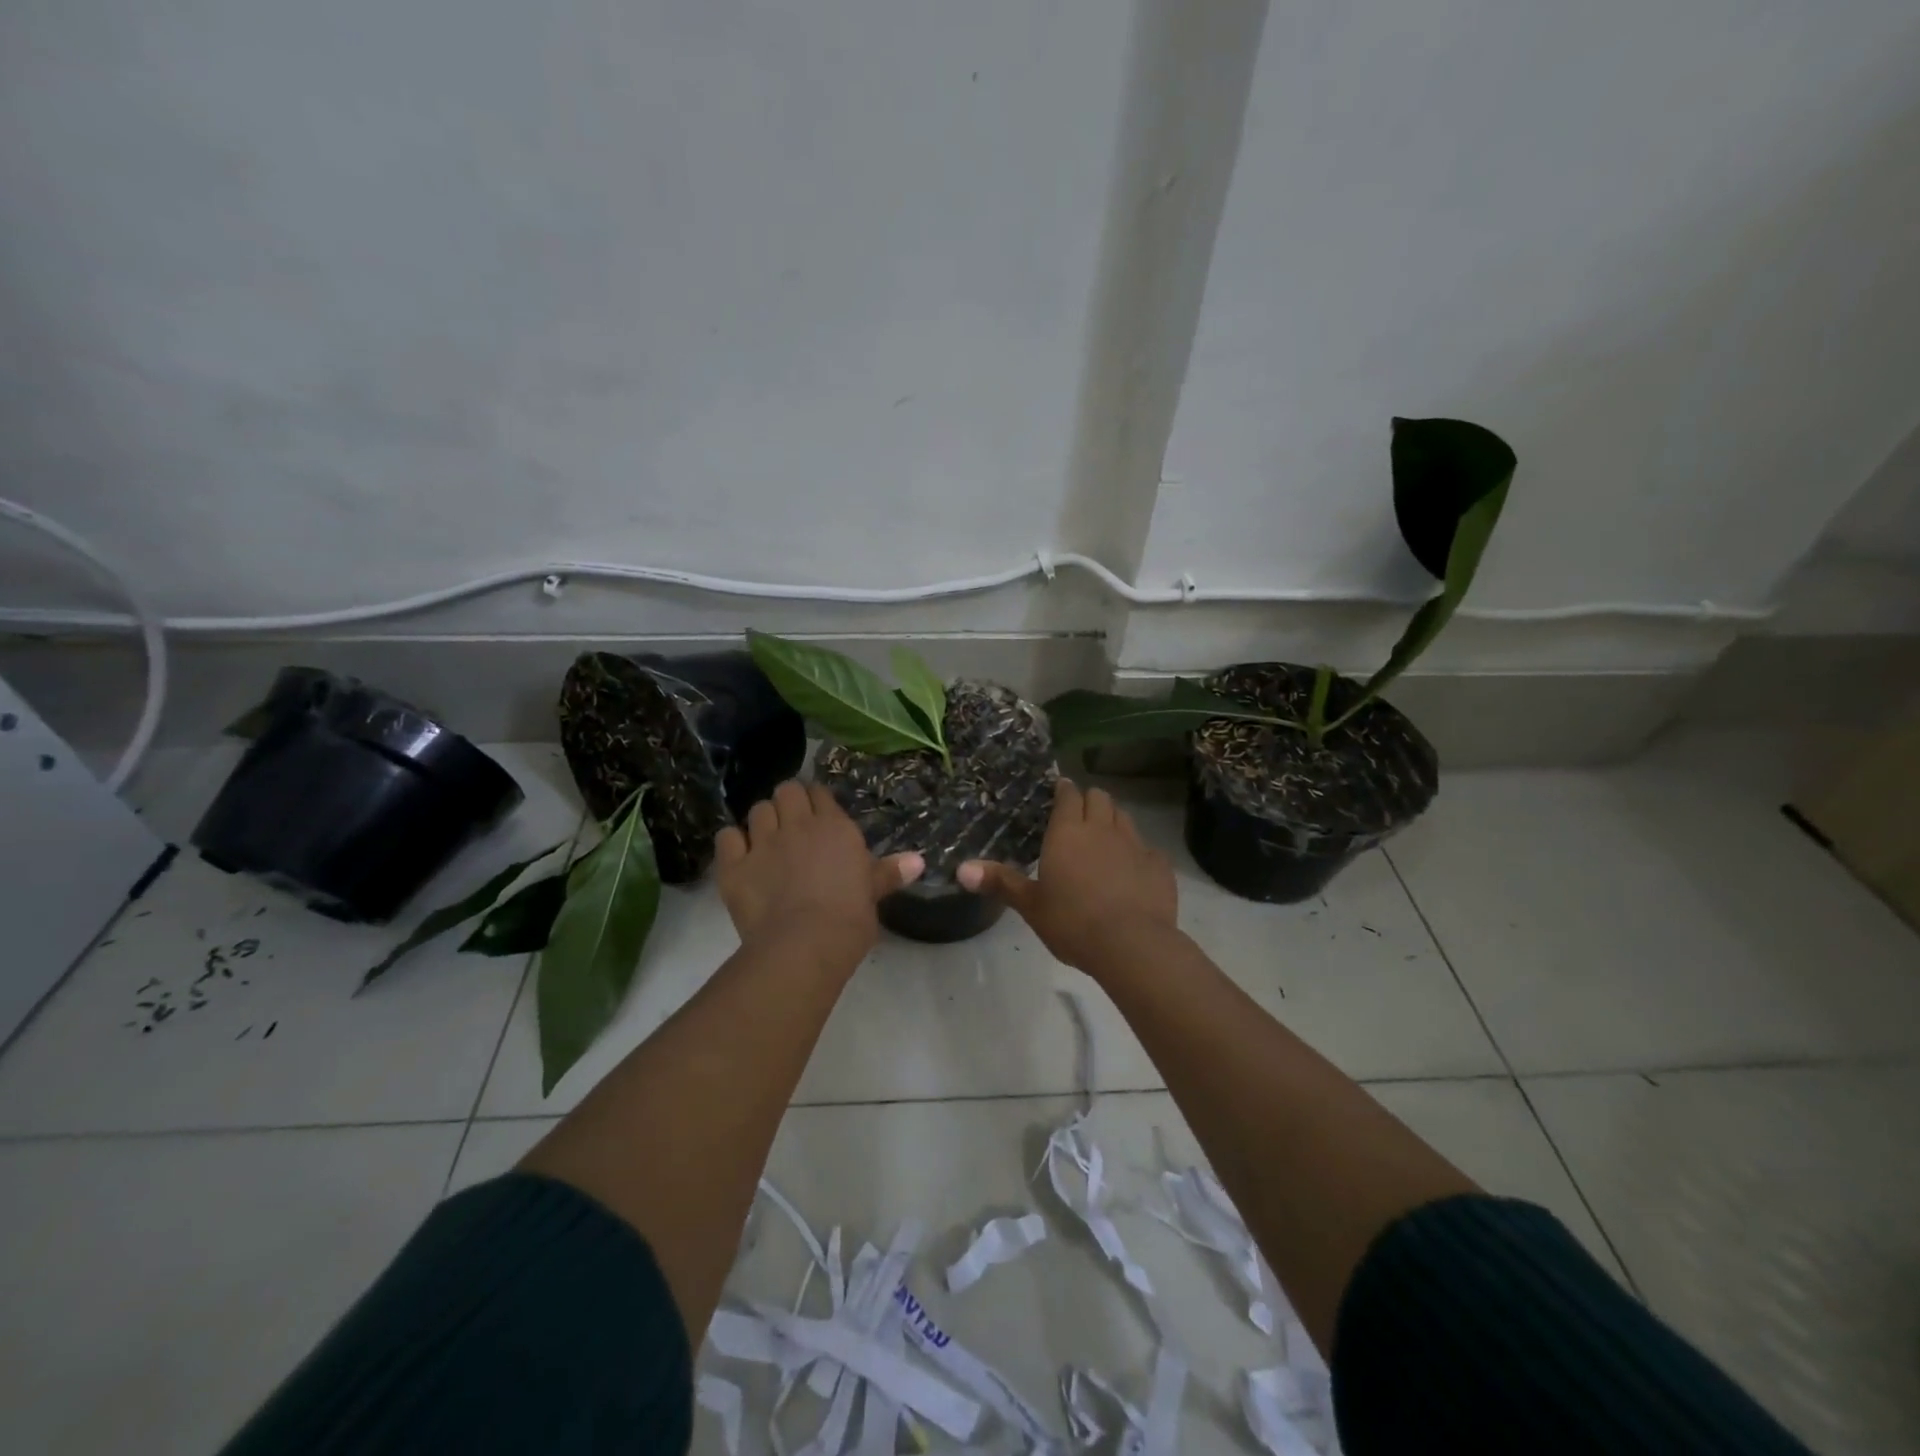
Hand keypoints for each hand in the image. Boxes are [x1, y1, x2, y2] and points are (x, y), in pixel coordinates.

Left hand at [714, 781, 923, 970]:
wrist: (805, 945)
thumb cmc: (849, 918)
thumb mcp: (873, 893)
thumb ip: (890, 871)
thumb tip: (919, 860)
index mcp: (834, 826)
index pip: (820, 793)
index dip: (817, 803)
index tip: (819, 818)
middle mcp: (797, 824)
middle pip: (786, 791)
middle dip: (788, 802)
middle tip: (792, 825)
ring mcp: (762, 842)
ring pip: (757, 809)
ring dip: (763, 820)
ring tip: (768, 840)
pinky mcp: (734, 865)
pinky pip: (727, 837)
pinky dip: (733, 842)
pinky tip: (740, 856)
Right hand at [958, 779, 1176, 973]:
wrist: (1132, 945)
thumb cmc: (1072, 922)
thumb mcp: (1031, 905)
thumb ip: (1000, 882)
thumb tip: (961, 869)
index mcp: (1068, 832)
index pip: (1068, 795)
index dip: (1064, 790)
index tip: (1060, 790)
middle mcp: (1102, 829)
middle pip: (1100, 797)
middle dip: (1090, 800)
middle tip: (1080, 815)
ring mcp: (1135, 845)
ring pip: (1125, 817)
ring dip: (1113, 820)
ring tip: (1104, 838)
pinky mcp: (1159, 865)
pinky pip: (1148, 848)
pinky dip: (1138, 853)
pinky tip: (1133, 871)